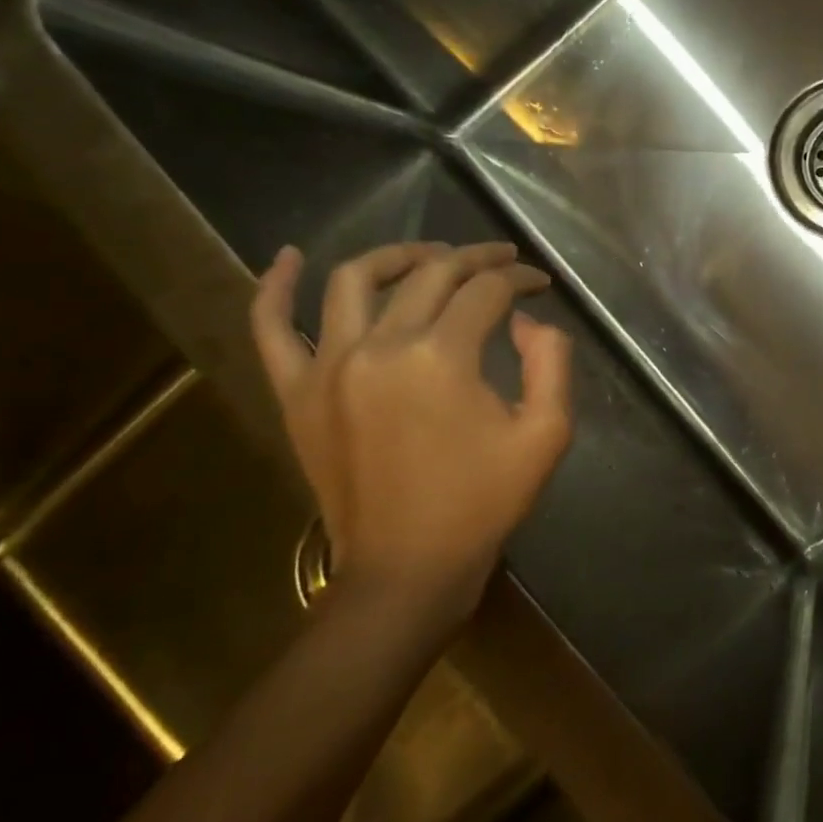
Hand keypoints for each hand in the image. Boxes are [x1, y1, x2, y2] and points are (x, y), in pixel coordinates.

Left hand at [250, 241, 573, 638]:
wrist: (408, 567)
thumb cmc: (484, 502)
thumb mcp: (547, 434)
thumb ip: (551, 362)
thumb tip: (525, 321)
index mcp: (441, 358)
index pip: (486, 291)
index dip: (520, 279)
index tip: (541, 284)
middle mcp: (379, 347)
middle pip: (430, 275)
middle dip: (474, 258)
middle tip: (502, 260)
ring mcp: (327, 367)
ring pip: (355, 280)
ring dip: (399, 255)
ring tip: (431, 254)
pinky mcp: (296, 393)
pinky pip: (271, 328)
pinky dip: (276, 287)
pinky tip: (289, 256)